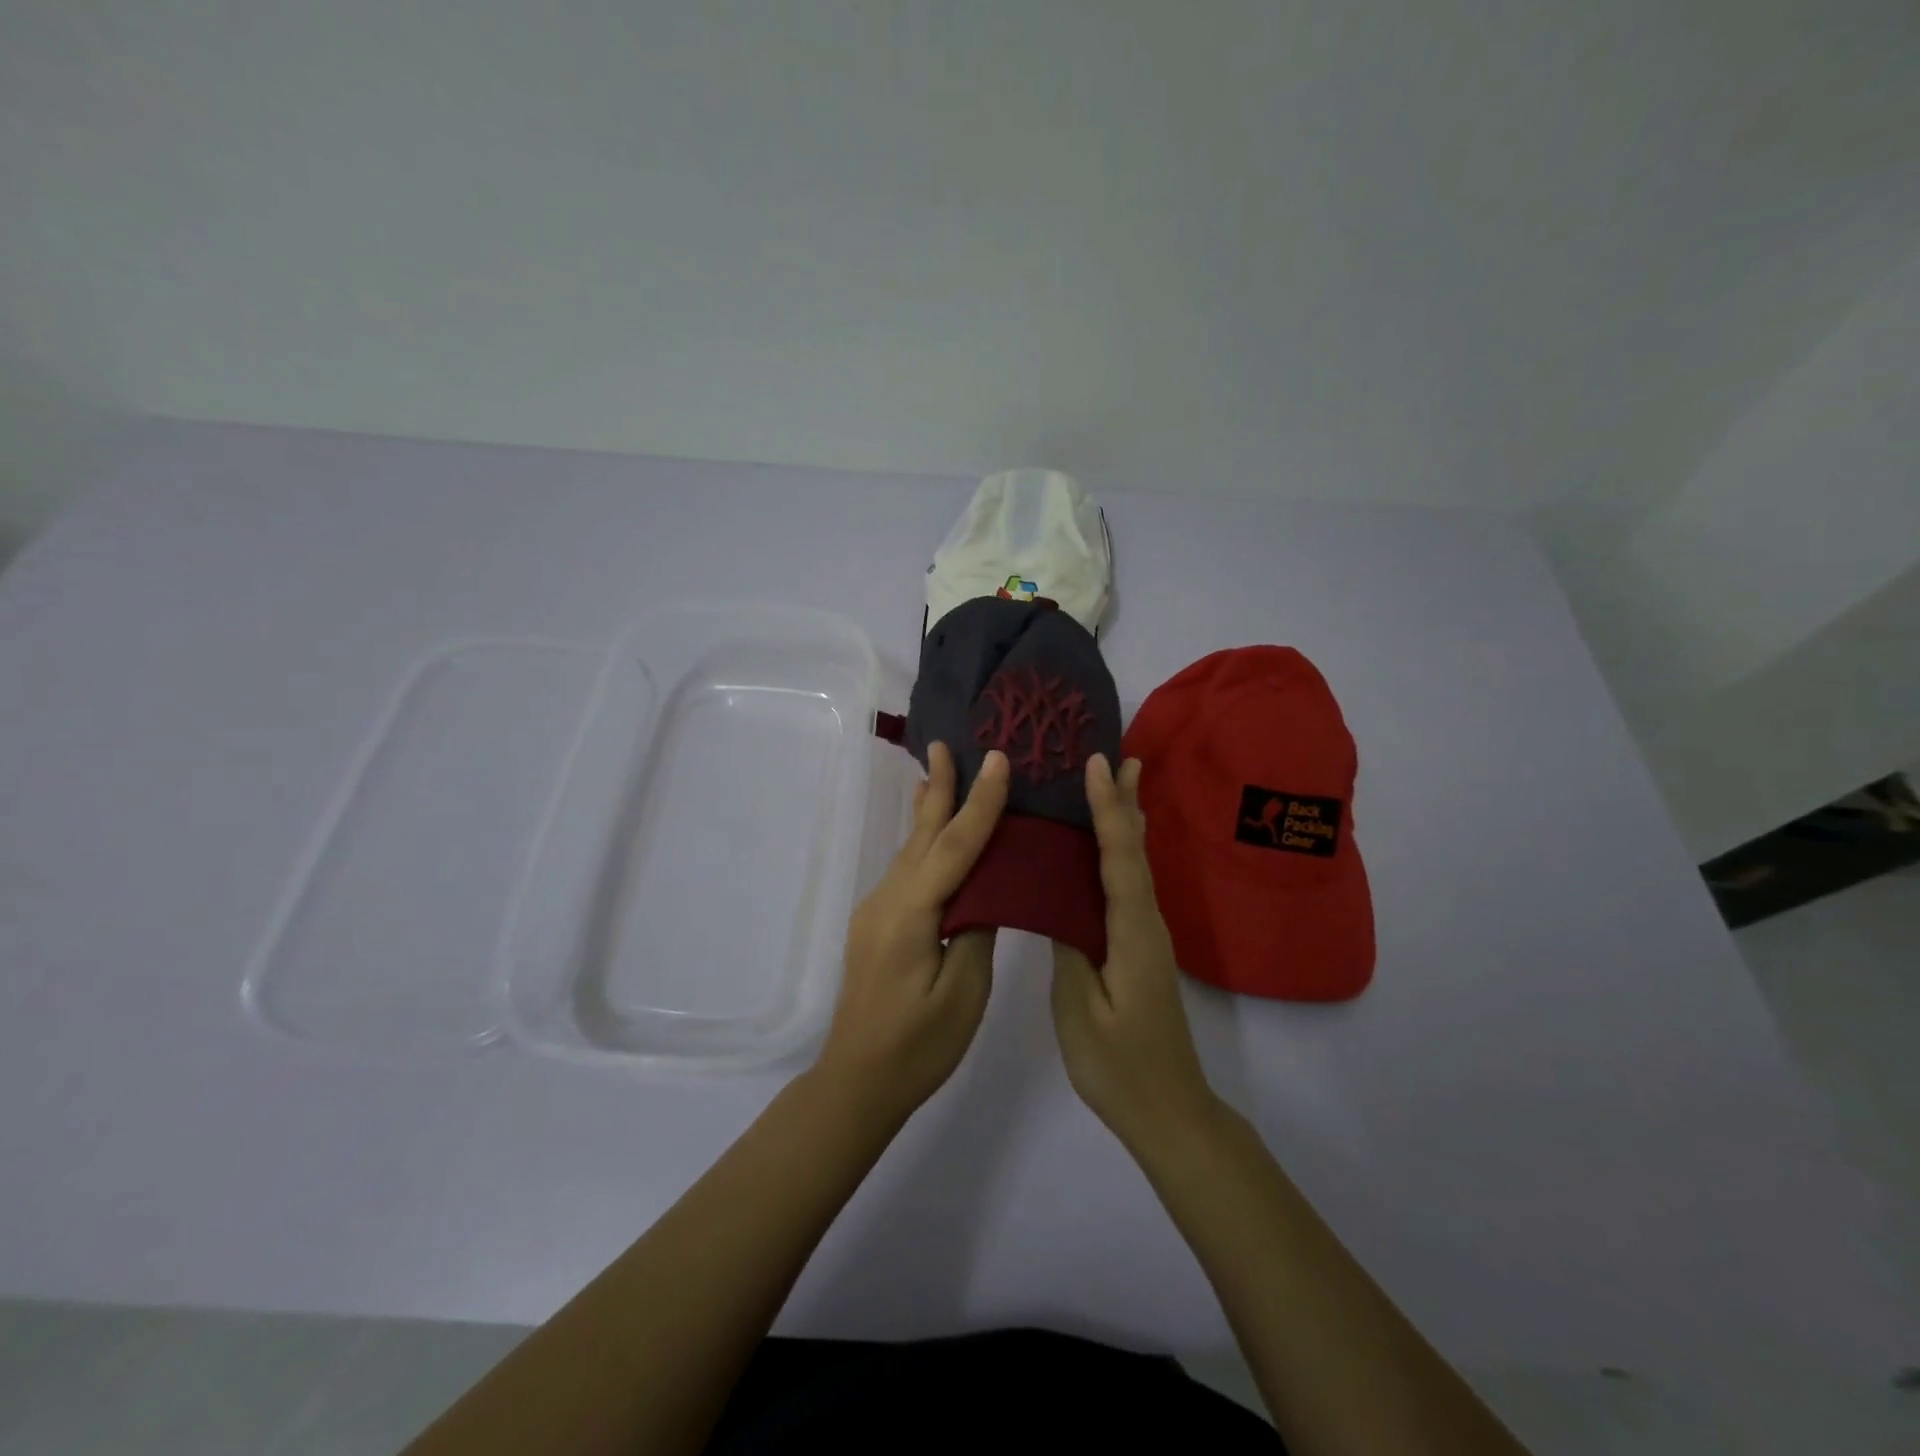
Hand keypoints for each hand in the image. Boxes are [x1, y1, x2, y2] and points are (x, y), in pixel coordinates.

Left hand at [816, 742, 1009, 1128]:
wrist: (857, 1082)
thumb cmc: (918, 1046)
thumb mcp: (962, 992)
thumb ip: (976, 929)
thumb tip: (985, 888)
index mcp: (910, 914)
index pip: (953, 847)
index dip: (979, 803)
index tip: (998, 760)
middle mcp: (888, 900)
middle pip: (922, 835)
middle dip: (938, 788)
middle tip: (948, 743)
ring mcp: (878, 911)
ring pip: (911, 850)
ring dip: (930, 810)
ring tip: (940, 772)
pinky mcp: (879, 924)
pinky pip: (907, 870)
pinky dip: (925, 842)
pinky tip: (930, 832)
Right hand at [1052, 753, 1219, 1152]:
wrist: (1169, 1111)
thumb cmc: (1119, 1065)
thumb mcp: (1080, 1009)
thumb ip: (1070, 948)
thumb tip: (1058, 901)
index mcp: (1132, 932)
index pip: (1120, 858)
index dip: (1107, 810)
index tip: (1097, 765)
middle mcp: (1147, 923)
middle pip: (1137, 850)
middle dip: (1127, 802)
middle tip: (1122, 756)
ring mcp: (1147, 936)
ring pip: (1137, 864)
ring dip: (1127, 820)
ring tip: (1120, 783)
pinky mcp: (1140, 948)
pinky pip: (1130, 884)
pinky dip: (1121, 852)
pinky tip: (1109, 848)